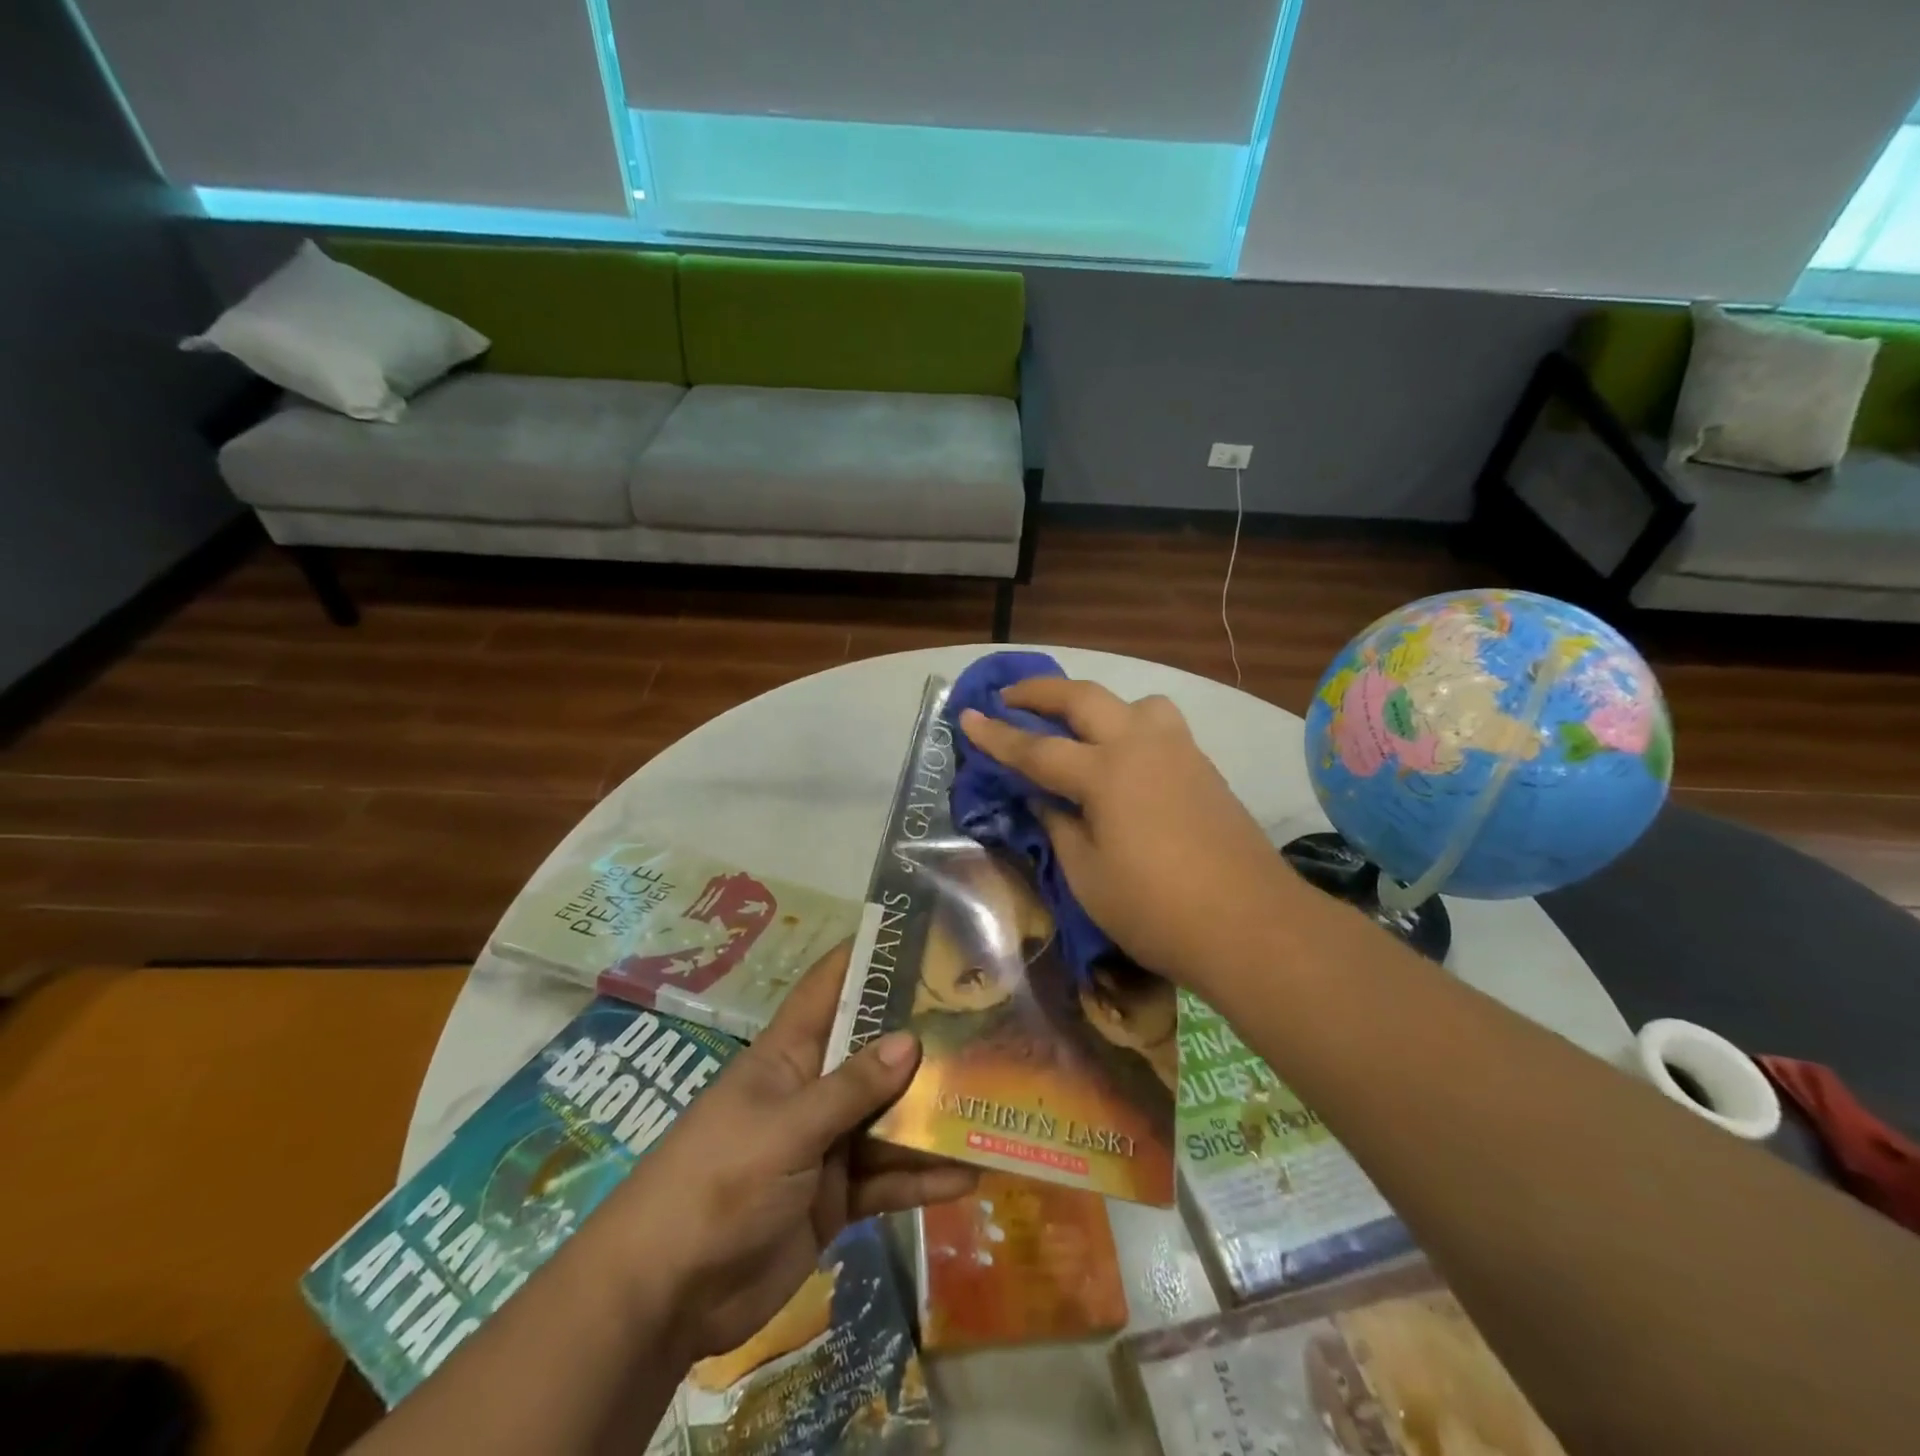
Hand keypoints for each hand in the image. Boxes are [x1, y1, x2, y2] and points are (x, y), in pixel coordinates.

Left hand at [604, 940, 976, 1365]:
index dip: (867, 958)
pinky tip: (969, 1178)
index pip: (830, 987)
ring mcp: (826, 1144)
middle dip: (921, 1039)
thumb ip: (850, 1088)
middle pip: (873, 1053)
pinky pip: (888, 1179)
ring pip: (888, 1118)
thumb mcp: (786, 1127)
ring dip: (931, 1115)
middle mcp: (813, 1090)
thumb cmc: (718, 1183)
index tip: (918, 935)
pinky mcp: (836, 1197)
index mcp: (789, 1054)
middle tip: (983, 1020)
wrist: (667, 1294)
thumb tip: (911, 1040)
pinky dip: (922, 1179)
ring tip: (990, 1102)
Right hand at [958, 677, 1294, 988]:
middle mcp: (1141, 746)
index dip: (996, 735)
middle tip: (1010, 696)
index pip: (1037, 749)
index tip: (967, 716)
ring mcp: (1180, 752)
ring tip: (1084, 730)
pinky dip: (1132, 727)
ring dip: (1100, 705)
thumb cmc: (1157, 909)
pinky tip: (1127, 763)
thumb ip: (1060, 828)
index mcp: (1106, 773)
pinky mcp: (1205, 769)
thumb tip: (1045, 800)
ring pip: (1136, 703)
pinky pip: (1162, 727)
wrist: (1252, 925)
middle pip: (1085, 698)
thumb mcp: (1088, 876)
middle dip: (1041, 692)